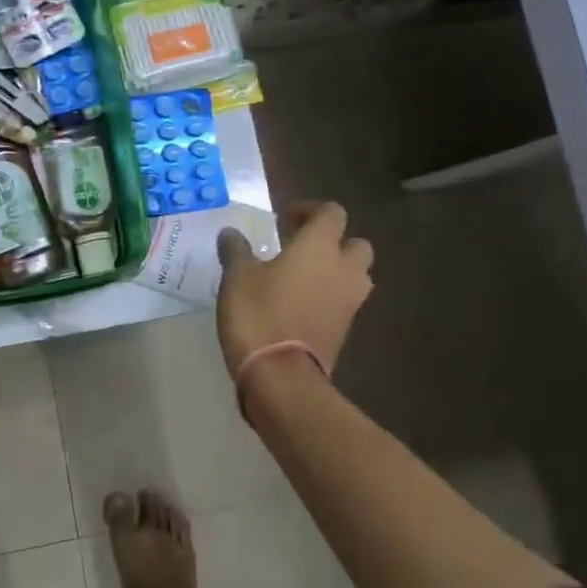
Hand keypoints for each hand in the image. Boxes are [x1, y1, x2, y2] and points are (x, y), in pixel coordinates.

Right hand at [215, 201, 373, 377]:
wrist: (282, 377)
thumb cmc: (259, 315)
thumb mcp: (237, 277)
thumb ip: (237, 250)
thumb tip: (230, 233)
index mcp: (319, 246)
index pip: (331, 213)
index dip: (310, 210)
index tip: (284, 220)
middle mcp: (343, 269)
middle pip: (355, 244)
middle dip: (333, 242)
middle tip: (301, 248)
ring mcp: (350, 302)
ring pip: (356, 275)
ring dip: (336, 271)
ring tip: (303, 277)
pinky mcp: (346, 330)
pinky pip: (345, 303)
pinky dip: (330, 298)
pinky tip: (300, 305)